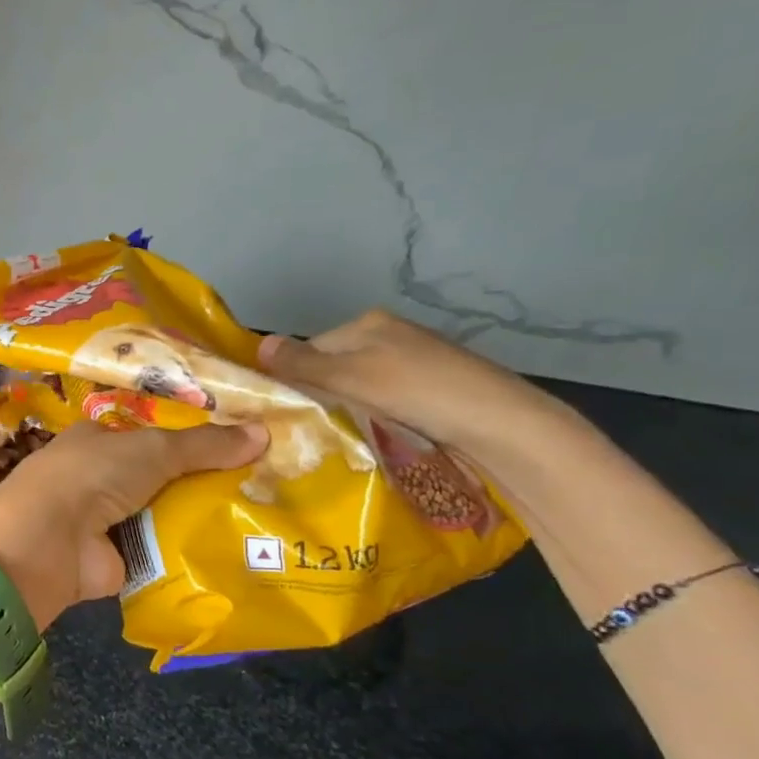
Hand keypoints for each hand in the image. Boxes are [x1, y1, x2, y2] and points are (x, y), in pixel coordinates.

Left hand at [0, 418, 265, 627]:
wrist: (50, 540)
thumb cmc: (93, 475)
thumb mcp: (153, 448)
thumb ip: (205, 444)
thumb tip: (264, 432)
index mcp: (97, 440)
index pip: (150, 435)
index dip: (191, 440)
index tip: (242, 446)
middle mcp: (100, 477)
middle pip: (162, 477)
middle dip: (205, 482)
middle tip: (267, 486)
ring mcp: (107, 520)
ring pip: (165, 514)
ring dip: (203, 519)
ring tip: (266, 520)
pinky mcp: (117, 559)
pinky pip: (163, 552)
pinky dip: (191, 552)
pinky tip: (239, 553)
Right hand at [257, 309, 575, 464]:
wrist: (501, 425)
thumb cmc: (419, 392)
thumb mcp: (351, 377)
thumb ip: (302, 364)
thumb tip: (257, 346)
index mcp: (367, 323)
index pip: (308, 349)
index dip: (293, 379)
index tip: (288, 411)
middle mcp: (388, 336)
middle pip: (331, 368)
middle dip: (319, 396)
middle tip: (312, 428)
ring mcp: (412, 363)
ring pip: (355, 388)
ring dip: (345, 410)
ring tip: (340, 435)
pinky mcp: (430, 390)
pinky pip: (380, 401)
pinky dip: (372, 417)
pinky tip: (374, 434)